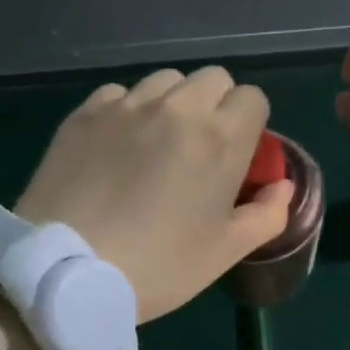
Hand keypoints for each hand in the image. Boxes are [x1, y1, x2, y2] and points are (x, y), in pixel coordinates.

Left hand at [16, 67, 293, 322]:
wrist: (68, 271)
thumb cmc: (160, 266)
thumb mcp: (226, 252)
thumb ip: (268, 214)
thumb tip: (282, 186)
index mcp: (220, 138)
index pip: (253, 98)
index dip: (250, 125)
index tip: (237, 157)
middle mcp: (177, 108)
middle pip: (213, 79)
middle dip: (216, 107)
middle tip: (200, 151)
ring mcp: (126, 105)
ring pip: (166, 81)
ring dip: (174, 104)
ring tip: (157, 146)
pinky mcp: (85, 113)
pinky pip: (120, 94)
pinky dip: (129, 112)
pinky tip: (117, 149)